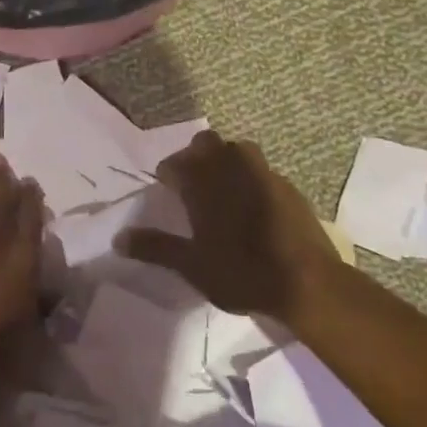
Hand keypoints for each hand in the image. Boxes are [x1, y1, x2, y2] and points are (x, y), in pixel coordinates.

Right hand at [121, 131, 340, 327]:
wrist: (307, 284)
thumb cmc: (241, 272)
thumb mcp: (191, 265)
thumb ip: (155, 247)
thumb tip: (118, 239)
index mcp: (204, 182)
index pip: (176, 162)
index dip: (168, 172)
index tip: (165, 187)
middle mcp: (232, 168)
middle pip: (208, 143)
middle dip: (196, 156)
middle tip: (192, 183)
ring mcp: (264, 175)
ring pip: (239, 150)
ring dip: (226, 161)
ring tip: (222, 189)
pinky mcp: (289, 188)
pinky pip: (262, 171)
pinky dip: (251, 179)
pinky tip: (252, 206)